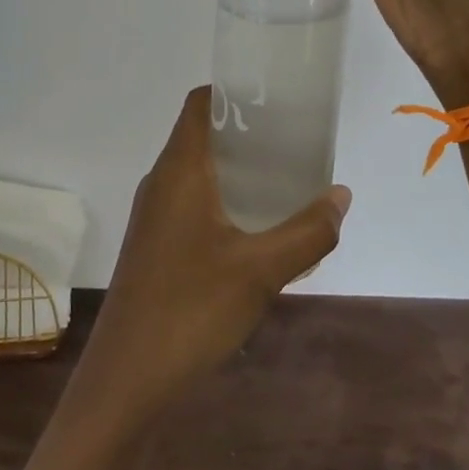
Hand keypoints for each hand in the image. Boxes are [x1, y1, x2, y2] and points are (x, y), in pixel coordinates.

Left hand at [76, 88, 350, 418]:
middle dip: (246, 133)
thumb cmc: (192, 309)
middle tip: (294, 141)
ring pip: (197, 172)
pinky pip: (191, 203)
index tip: (275, 99)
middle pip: (201, 135)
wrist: (127, 377)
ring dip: (236, 170)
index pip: (200, 104)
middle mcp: (161, 182)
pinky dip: (223, 200)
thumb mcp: (262, 270)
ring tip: (283, 181)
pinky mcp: (153, 245)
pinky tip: (255, 230)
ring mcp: (153, 215)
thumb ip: (308, 231)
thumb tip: (341, 196)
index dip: (234, 92)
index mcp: (180, 169)